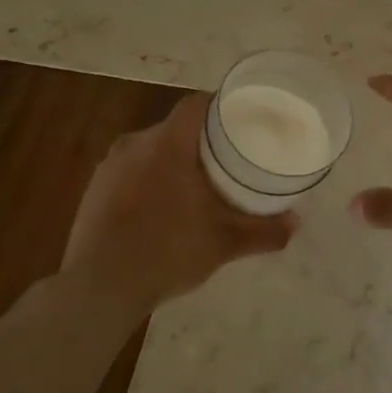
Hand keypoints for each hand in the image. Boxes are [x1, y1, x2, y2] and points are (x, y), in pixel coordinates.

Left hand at [63, 94, 297, 314]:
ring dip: (173, 162)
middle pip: (174, 128)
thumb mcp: (223, 243)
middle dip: (200, 141)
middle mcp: (134, 144)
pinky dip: (149, 181)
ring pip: (150, 151)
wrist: (99, 287)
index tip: (241, 121)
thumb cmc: (168, 251)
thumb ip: (263, 230)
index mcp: (167, 144)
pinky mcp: (94, 190)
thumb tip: (297, 222)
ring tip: (197, 186)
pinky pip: (130, 173)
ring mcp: (109, 167)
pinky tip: (162, 210)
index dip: (220, 107)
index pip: (196, 105)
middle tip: (227, 160)